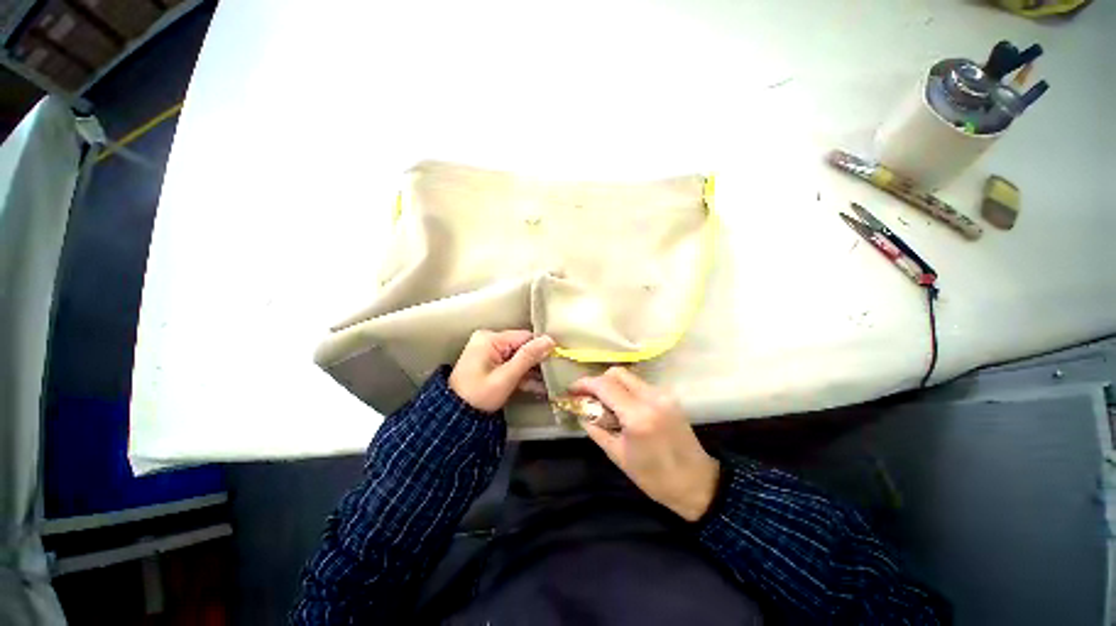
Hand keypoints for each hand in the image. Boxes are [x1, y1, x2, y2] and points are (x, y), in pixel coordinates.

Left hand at [449, 330, 555, 412]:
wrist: (455, 416)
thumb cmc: (479, 396)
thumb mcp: (506, 377)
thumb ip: (528, 357)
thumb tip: (549, 340)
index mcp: (490, 339)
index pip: (525, 337)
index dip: (540, 349)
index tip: (554, 362)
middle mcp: (488, 340)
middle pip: (522, 347)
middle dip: (535, 363)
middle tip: (550, 376)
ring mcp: (488, 352)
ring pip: (518, 357)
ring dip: (530, 371)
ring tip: (545, 385)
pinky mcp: (490, 362)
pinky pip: (510, 364)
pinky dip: (520, 375)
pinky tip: (534, 386)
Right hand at [570, 367, 719, 521]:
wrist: (697, 482)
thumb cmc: (654, 477)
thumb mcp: (618, 455)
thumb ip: (596, 428)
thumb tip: (580, 412)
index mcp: (638, 415)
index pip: (605, 386)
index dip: (584, 384)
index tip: (571, 390)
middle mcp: (652, 397)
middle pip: (617, 373)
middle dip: (598, 381)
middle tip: (588, 397)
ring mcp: (663, 394)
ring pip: (628, 377)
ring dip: (612, 385)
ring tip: (603, 404)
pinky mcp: (668, 396)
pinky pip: (639, 385)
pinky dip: (625, 390)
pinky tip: (622, 407)